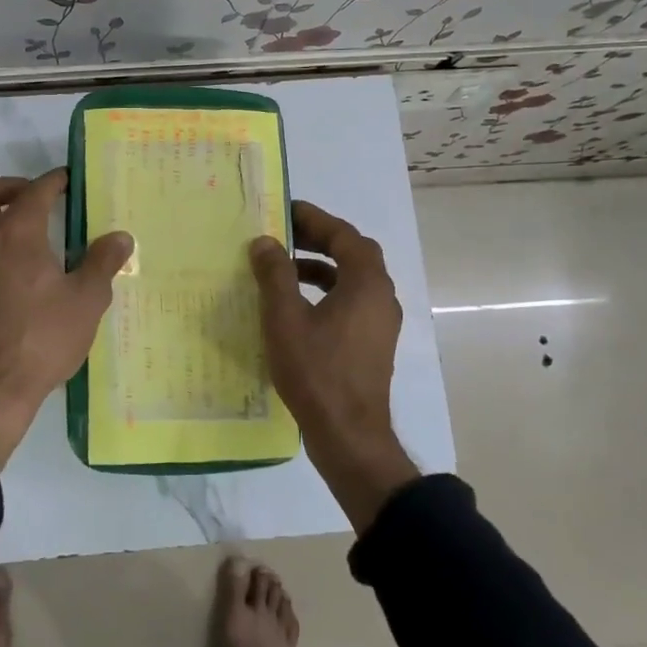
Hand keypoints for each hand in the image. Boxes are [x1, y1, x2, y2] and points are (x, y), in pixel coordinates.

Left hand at [0, 169, 131, 468]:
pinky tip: (18, 265)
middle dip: (9, 186)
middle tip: (36, 197)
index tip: (70, 179)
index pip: (35, 191)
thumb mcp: (87, 299)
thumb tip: (121, 237)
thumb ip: (103, 262)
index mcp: (18, 233)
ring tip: (30, 230)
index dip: (54, 181)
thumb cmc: (45, 336)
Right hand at [250, 201, 418, 531]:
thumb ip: (275, 275)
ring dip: (321, 267)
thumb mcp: (285, 318)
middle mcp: (382, 297)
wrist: (349, 435)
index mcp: (367, 284)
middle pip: (353, 254)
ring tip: (284, 268)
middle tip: (283, 234)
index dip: (315, 219)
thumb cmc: (317, 371)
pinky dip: (326, 292)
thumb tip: (265, 242)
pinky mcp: (372, 344)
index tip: (285, 210)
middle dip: (319, 239)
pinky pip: (351, 303)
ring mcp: (380, 323)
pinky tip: (296, 307)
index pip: (344, 235)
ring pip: (353, 280)